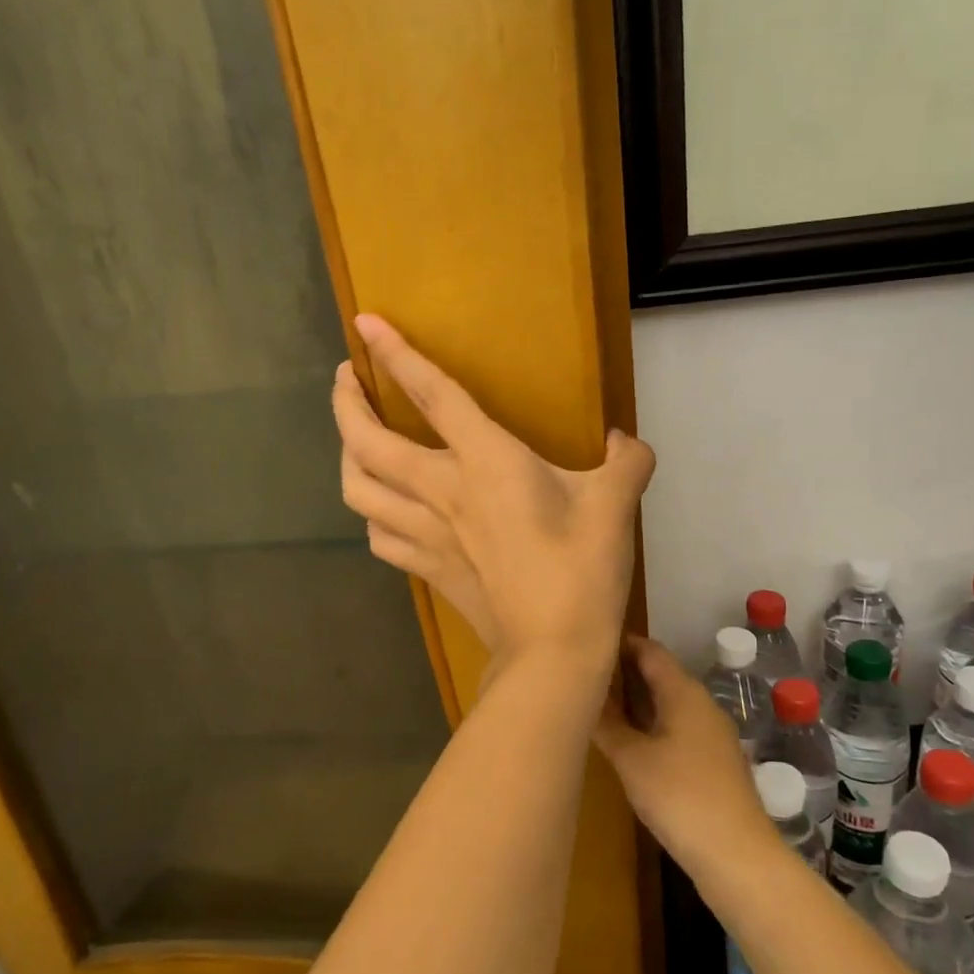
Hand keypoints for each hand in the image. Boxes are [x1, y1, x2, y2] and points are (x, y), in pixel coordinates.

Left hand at [331, 315, 654, 665]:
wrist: (553, 650)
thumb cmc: (582, 569)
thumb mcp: (616, 504)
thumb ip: (627, 461)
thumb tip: (625, 442)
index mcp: (486, 461)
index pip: (432, 394)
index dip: (395, 354)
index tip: (364, 323)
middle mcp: (442, 490)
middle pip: (367, 441)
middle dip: (346, 404)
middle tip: (347, 380)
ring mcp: (426, 533)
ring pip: (358, 490)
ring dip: (346, 458)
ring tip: (355, 440)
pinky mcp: (426, 568)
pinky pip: (379, 535)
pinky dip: (372, 515)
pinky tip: (382, 510)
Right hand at [593, 636, 778, 877]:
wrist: (737, 855)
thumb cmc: (680, 796)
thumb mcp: (631, 759)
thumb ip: (606, 724)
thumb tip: (582, 696)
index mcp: (683, 692)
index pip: (649, 650)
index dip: (620, 643)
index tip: (587, 644)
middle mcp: (700, 704)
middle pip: (659, 674)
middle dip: (623, 672)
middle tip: (583, 676)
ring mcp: (710, 733)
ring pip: (667, 702)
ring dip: (635, 701)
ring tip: (597, 706)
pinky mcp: (712, 761)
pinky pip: (675, 726)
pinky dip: (649, 724)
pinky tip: (628, 742)